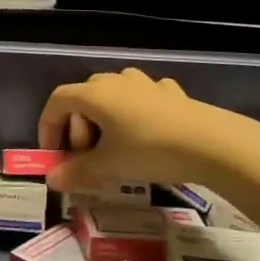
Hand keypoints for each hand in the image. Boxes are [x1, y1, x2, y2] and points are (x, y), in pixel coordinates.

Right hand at [37, 68, 222, 190]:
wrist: (210, 143)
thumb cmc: (149, 150)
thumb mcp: (110, 166)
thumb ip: (77, 172)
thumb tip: (52, 180)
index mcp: (94, 94)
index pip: (57, 101)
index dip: (48, 126)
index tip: (53, 154)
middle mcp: (115, 80)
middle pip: (83, 98)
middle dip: (78, 128)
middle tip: (89, 158)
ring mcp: (144, 83)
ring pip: (113, 95)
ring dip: (106, 119)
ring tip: (117, 147)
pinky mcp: (170, 92)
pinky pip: (141, 98)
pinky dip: (135, 114)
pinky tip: (148, 133)